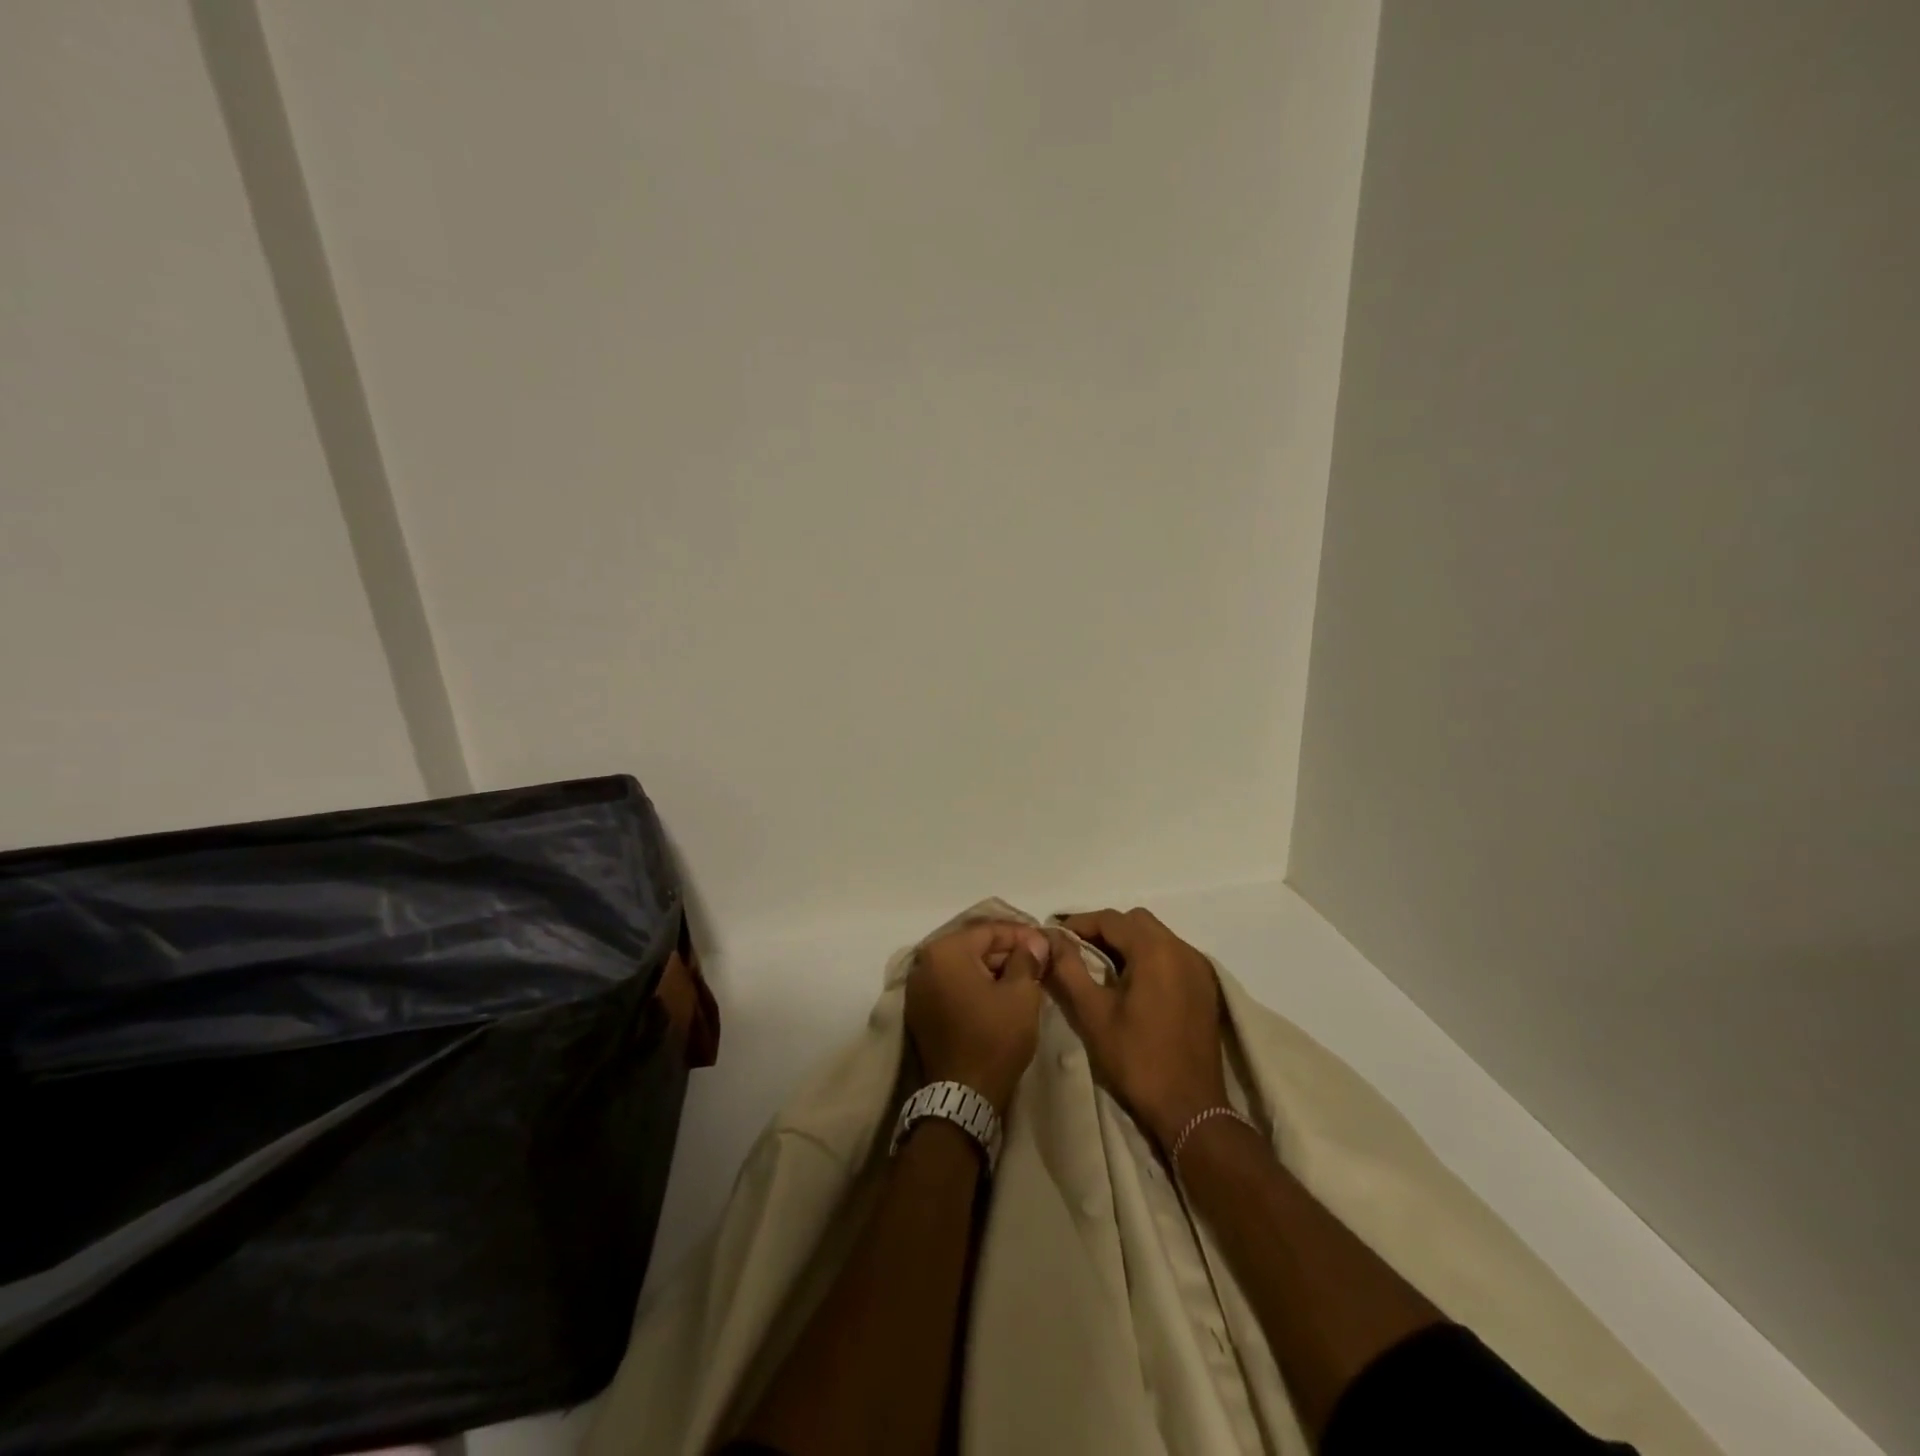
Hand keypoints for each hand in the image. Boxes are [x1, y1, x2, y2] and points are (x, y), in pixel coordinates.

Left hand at [905, 921, 1049, 1114]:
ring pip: (963, 966)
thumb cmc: (994, 1037)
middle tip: (1037, 961)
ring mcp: (918, 988)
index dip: (1021, 934)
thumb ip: (1027, 959)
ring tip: (1024, 977)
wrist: (963, 1096)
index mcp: (945, 951)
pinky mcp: (920, 1010)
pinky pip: (952, 985)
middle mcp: (924, 962)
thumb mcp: (1021, 994)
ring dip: (992, 968)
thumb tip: (1035, 940)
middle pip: (973, 946)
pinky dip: (975, 985)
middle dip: (1006, 951)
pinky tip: (1000, 994)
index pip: (989, 930)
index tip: (1045, 943)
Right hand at [1046, 908, 1228, 1149]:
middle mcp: (1181, 949)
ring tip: (1102, 968)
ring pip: (1155, 936)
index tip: (1056, 939)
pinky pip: (1171, 954)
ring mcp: (1198, 967)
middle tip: (1078, 952)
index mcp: (1155, 951)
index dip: (1079, 924)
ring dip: (1127, 943)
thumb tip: (1051, 938)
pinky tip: (1132, 984)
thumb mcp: (1093, 1013)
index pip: (1111, 919)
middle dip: (1104, 930)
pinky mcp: (1205, 986)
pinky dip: (1148, 957)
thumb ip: (1070, 969)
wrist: (1190, 1109)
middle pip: (1136, 921)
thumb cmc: (1137, 1060)